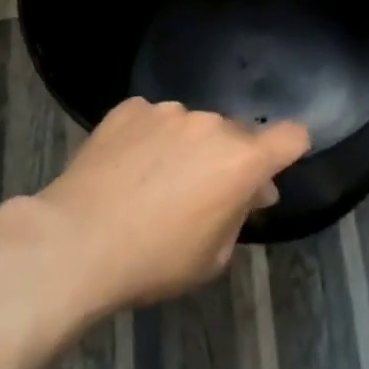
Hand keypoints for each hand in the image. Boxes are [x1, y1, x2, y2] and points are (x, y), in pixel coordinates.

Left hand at [34, 98, 310, 310]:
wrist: (77, 241)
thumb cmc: (154, 260)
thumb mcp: (212, 258)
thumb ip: (238, 216)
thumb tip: (250, 192)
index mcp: (241, 161)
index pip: (291, 136)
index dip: (290, 150)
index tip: (272, 170)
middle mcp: (211, 125)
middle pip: (236, 135)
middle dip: (229, 159)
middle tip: (202, 194)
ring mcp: (168, 112)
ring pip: (191, 126)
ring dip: (186, 147)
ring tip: (153, 182)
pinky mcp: (129, 109)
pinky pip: (152, 120)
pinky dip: (148, 138)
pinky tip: (126, 167)